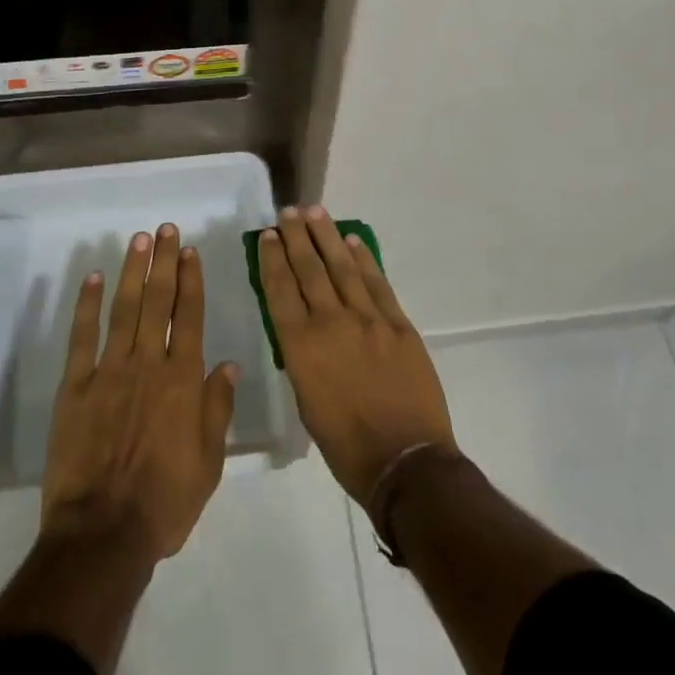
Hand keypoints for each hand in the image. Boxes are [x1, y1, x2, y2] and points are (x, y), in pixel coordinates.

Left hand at [41, 223, 239, 564]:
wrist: (102, 534)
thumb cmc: (164, 502)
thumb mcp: (208, 463)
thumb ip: (218, 409)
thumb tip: (229, 364)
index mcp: (182, 380)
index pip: (189, 316)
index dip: (190, 280)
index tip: (189, 250)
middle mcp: (148, 363)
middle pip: (157, 301)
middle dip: (163, 262)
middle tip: (164, 229)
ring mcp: (110, 371)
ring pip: (123, 309)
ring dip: (131, 271)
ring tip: (138, 240)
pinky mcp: (76, 386)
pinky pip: (82, 338)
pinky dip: (87, 306)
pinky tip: (92, 278)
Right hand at [258, 206, 455, 506]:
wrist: (406, 463)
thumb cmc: (347, 447)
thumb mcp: (307, 402)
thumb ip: (303, 357)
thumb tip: (303, 328)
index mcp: (302, 347)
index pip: (281, 289)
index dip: (272, 259)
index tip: (267, 235)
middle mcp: (331, 323)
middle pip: (308, 269)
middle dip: (295, 237)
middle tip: (288, 212)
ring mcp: (368, 319)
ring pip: (341, 266)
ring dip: (326, 236)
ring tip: (314, 211)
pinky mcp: (397, 323)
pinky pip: (376, 282)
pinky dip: (363, 258)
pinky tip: (353, 241)